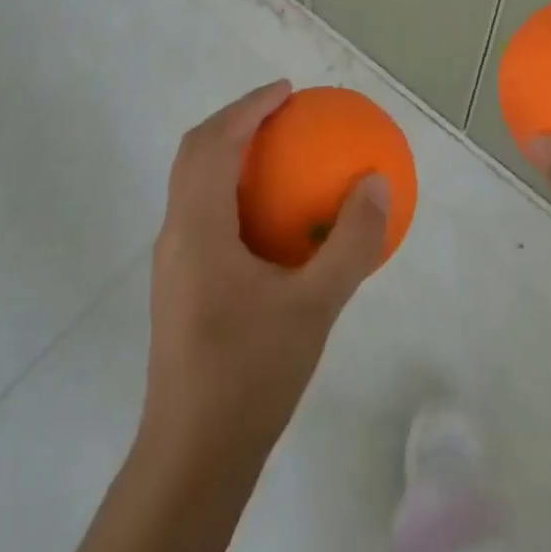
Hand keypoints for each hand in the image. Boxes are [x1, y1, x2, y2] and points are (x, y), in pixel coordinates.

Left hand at [141, 80, 388, 458]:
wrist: (193, 459)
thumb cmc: (250, 375)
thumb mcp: (315, 307)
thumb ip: (350, 243)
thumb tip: (377, 183)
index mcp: (197, 228)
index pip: (213, 143)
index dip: (248, 107)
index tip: (287, 92)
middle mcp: (175, 235)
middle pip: (195, 153)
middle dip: (235, 122)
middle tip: (282, 113)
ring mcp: (172, 263)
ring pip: (194, 184)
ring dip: (229, 154)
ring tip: (278, 154)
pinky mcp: (179, 287)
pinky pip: (202, 213)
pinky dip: (231, 191)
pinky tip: (271, 221)